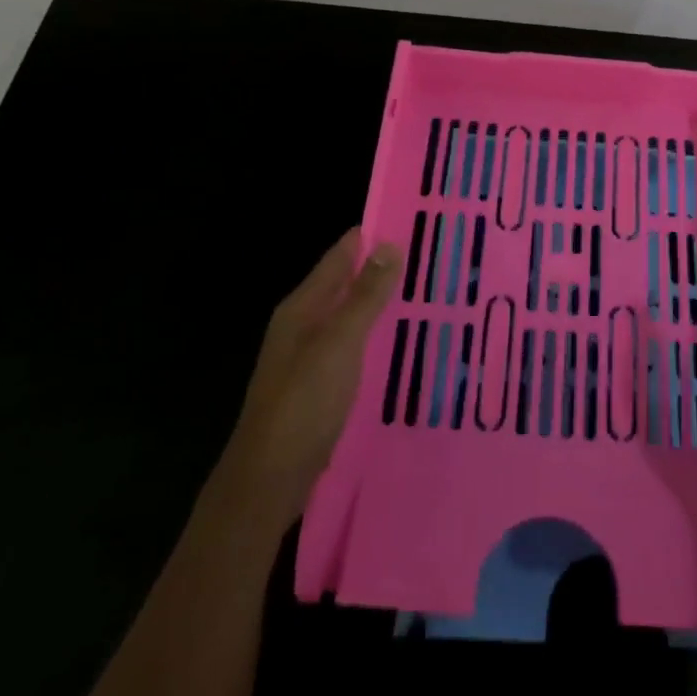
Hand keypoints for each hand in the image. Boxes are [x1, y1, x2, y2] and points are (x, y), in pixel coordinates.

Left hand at [220, 228, 399, 536]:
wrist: (269, 478)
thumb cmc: (303, 403)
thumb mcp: (338, 344)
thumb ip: (364, 297)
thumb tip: (388, 245)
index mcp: (301, 308)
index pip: (338, 258)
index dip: (367, 237)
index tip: (406, 217)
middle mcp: (302, 326)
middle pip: (343, 285)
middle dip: (378, 267)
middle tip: (426, 252)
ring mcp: (309, 357)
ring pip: (349, 316)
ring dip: (378, 302)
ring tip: (421, 290)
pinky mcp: (319, 386)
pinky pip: (353, 346)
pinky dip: (374, 335)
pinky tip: (398, 340)